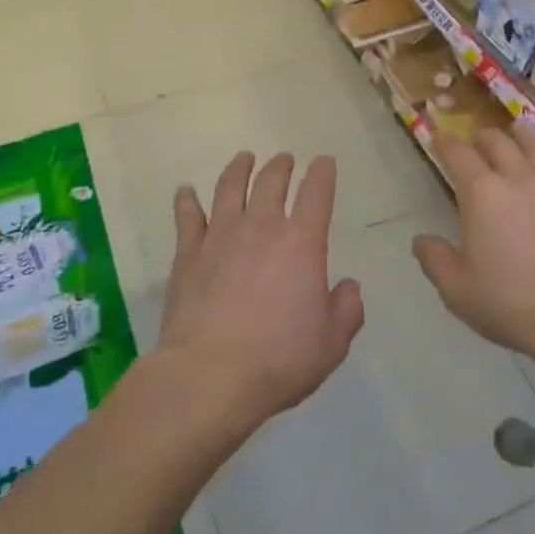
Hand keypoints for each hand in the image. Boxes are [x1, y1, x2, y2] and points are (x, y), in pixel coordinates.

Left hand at [157, 152, 363, 432]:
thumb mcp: (331, 343)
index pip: (317, 193)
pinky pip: (187, 216)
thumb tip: (348, 287)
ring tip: (244, 158)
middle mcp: (262, 227)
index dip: (323, 173)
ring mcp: (221, 235)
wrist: (210, 375)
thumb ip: (346, 310)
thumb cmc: (279, 359)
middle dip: (281, 165)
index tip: (324, 162)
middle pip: (271, 181)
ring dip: (239, 168)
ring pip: (230, 187)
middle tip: (284, 159)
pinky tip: (185, 191)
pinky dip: (187, 200)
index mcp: (302, 242)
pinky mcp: (188, 253)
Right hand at [413, 122, 534, 377]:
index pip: (458, 154)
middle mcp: (517, 179)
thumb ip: (435, 260)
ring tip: (517, 130)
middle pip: (498, 142)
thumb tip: (421, 240)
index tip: (438, 135)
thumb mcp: (458, 291)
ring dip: (522, 136)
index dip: (445, 142)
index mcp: (481, 193)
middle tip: (475, 140)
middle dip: (482, 137)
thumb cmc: (514, 303)